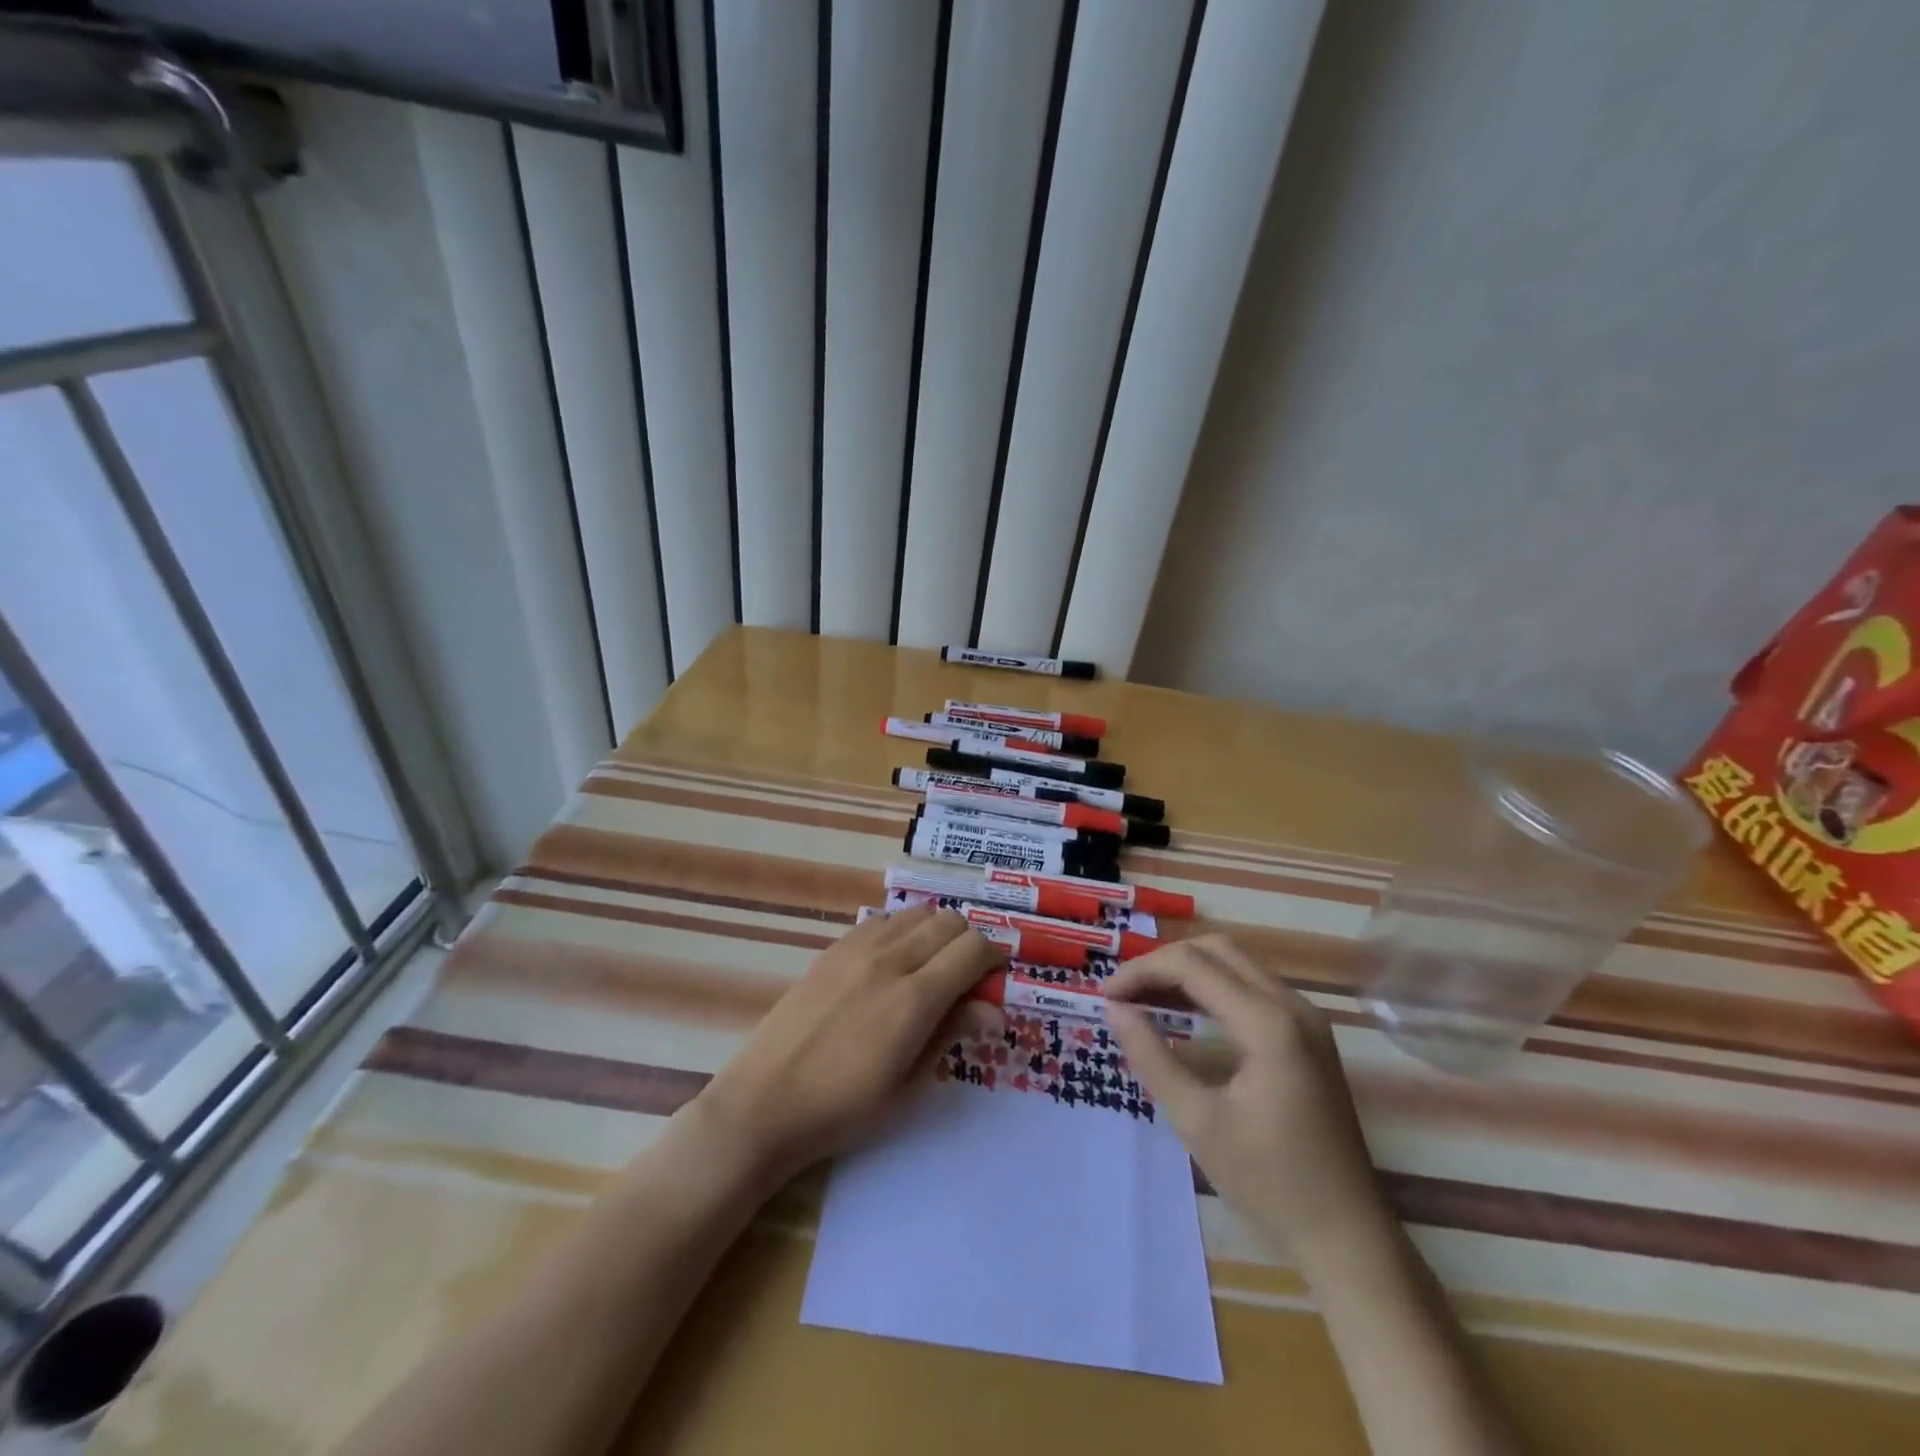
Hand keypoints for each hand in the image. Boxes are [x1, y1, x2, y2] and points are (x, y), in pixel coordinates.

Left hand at [697, 905, 1004, 1185]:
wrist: (765, 1103)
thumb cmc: (843, 1110)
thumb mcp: (908, 1086)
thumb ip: (951, 1034)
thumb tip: (994, 1010)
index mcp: (913, 999)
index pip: (973, 949)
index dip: (994, 959)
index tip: (994, 982)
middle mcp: (889, 960)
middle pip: (950, 922)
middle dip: (969, 944)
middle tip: (965, 981)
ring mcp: (857, 948)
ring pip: (917, 913)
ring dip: (936, 933)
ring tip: (929, 969)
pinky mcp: (833, 948)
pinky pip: (882, 920)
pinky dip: (901, 930)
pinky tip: (892, 964)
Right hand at [1105, 935, 1389, 1271]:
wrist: (1349, 1239)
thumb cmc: (1269, 1184)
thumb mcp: (1197, 1121)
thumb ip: (1152, 1056)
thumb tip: (1114, 1009)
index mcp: (1268, 1022)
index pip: (1191, 965)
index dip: (1141, 972)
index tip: (1104, 996)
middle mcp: (1292, 1005)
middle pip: (1215, 950)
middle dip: (1163, 963)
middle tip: (1124, 994)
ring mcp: (1306, 1018)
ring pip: (1235, 964)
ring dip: (1186, 972)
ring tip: (1142, 1000)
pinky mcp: (1309, 1035)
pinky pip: (1251, 988)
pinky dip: (1211, 988)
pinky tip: (1183, 1014)